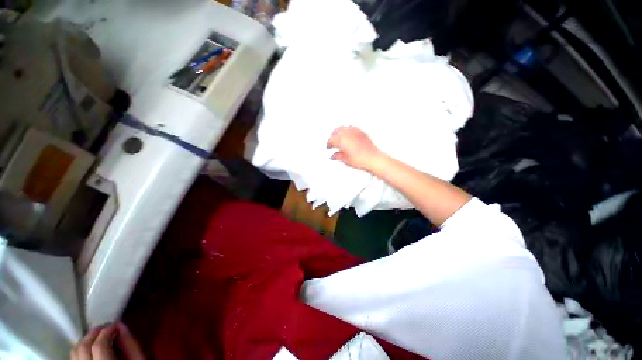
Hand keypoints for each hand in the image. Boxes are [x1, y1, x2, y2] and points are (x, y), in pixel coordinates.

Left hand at [71, 323, 143, 359]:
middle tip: (106, 327)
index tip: (116, 324)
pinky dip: (81, 350)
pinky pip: (74, 359)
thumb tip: (120, 325)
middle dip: (94, 333)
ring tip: (98, 337)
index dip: (107, 331)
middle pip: (83, 347)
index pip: (99, 345)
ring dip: (86, 340)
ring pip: (75, 352)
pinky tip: (91, 350)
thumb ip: (131, 344)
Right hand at [327, 126, 383, 170]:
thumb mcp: (345, 160)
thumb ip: (337, 156)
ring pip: (343, 128)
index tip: (328, 147)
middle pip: (336, 131)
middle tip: (332, 142)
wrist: (373, 159)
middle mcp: (347, 133)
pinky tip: (348, 135)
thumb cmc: (361, 160)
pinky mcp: (361, 132)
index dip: (328, 144)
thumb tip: (333, 156)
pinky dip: (347, 130)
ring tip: (339, 138)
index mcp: (341, 140)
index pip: (330, 140)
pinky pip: (351, 128)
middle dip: (332, 136)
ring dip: (339, 132)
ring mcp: (355, 131)